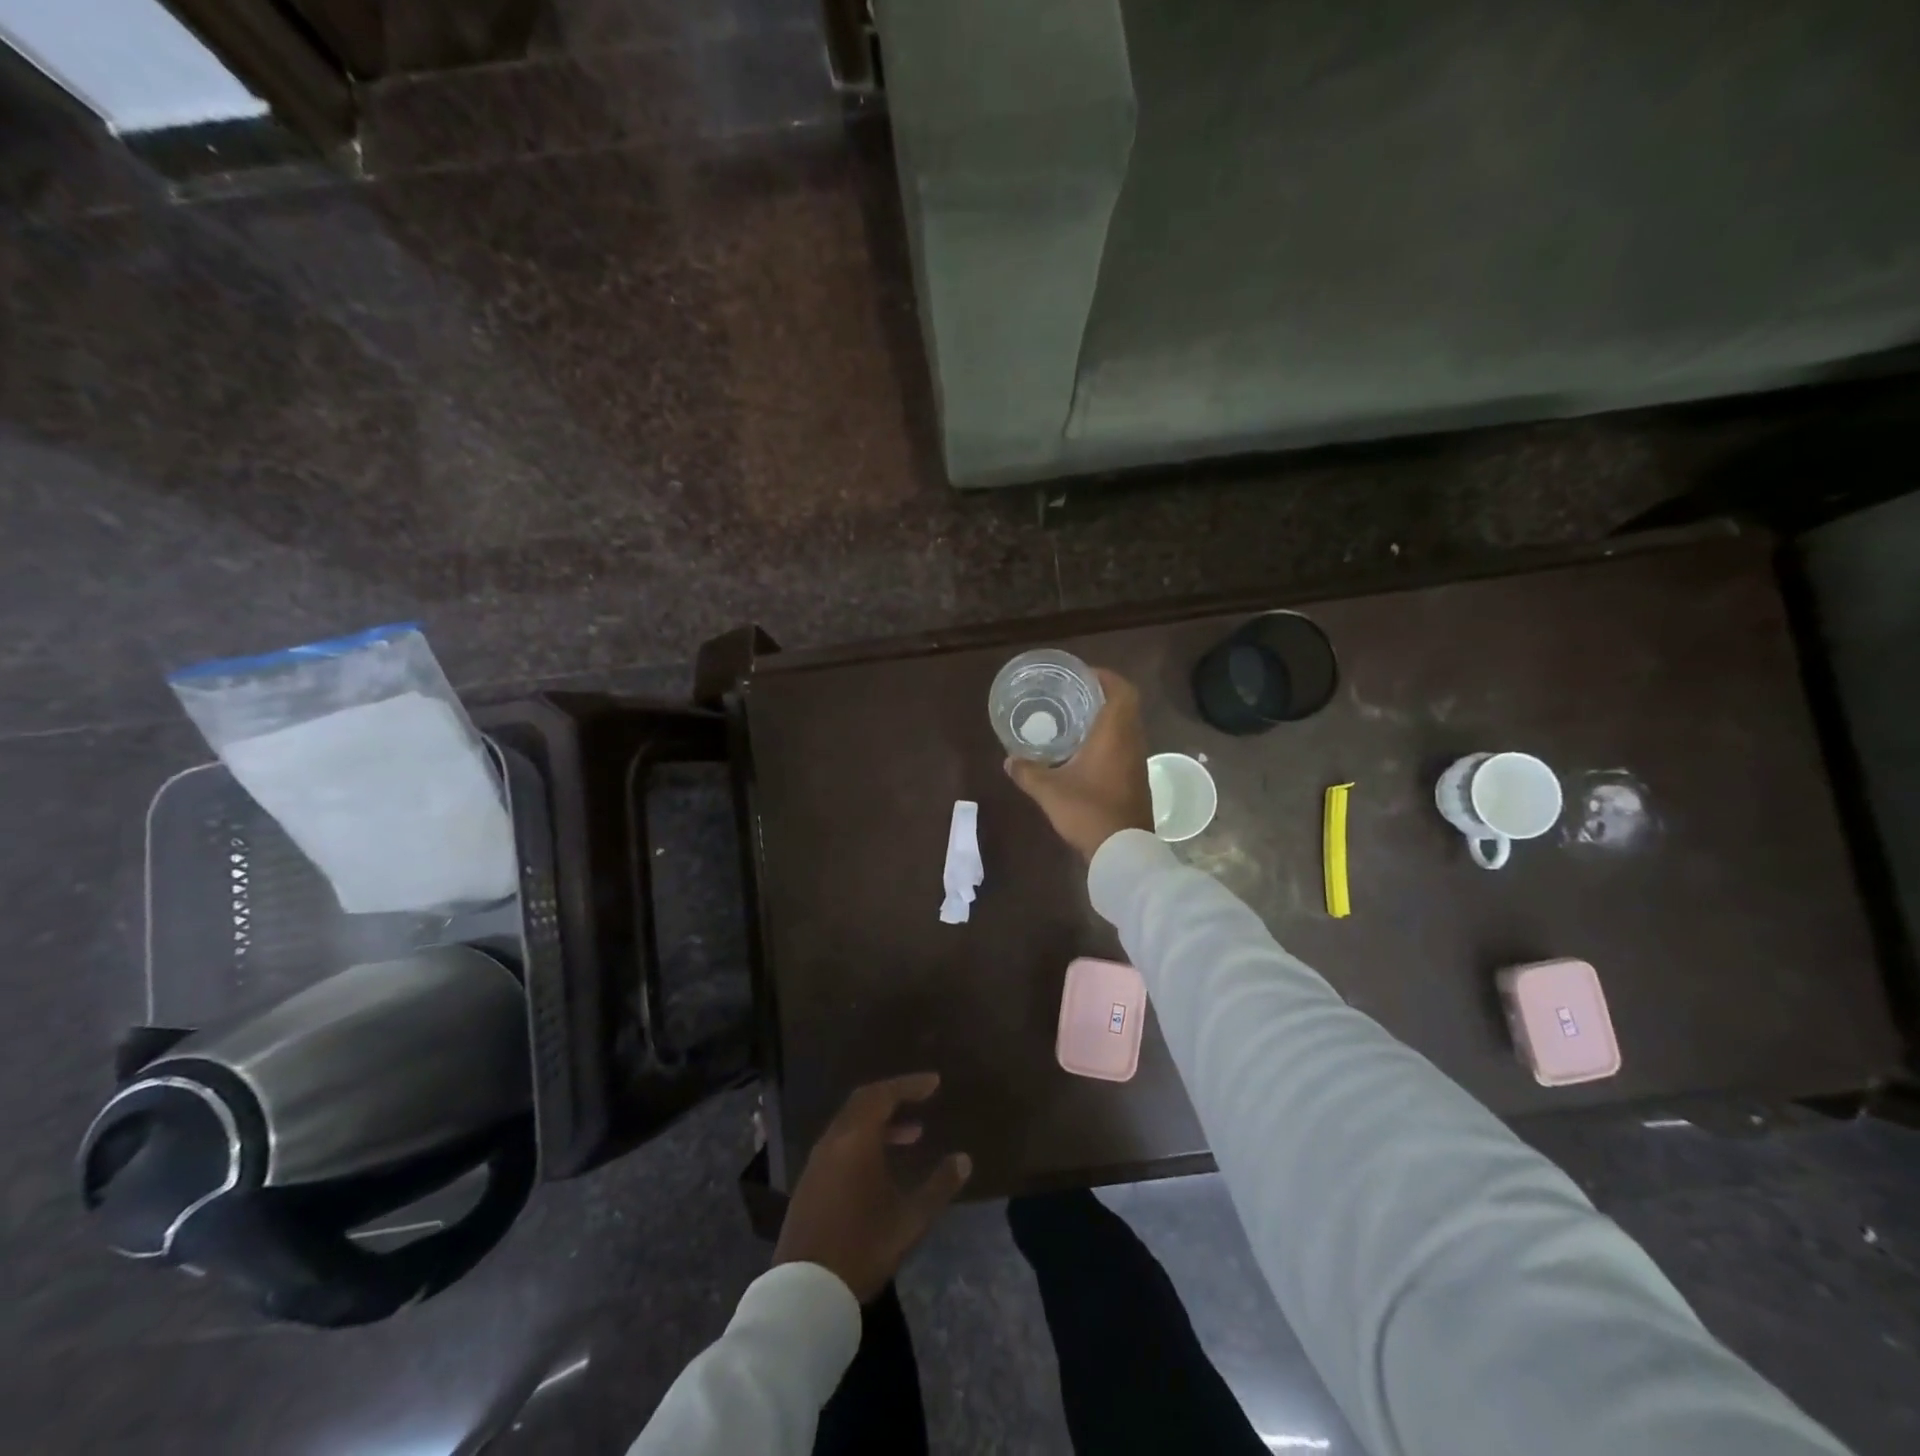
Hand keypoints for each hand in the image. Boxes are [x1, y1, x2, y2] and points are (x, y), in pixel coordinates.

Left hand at [773, 1073, 971, 1302]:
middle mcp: (834, 1140)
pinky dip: (864, 1139)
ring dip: (881, 1121)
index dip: (910, 1085)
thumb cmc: (863, 1248)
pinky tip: (882, 1164)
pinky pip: (840, 1142)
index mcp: (856, 1140)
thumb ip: (939, 1186)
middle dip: (894, 1097)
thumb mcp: (910, 1220)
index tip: (934, 1083)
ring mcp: (817, 1161)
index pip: (884, 1094)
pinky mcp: (810, 1182)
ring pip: (851, 1123)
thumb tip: (963, 1159)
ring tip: (913, 1135)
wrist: (806, 1292)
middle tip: (922, 1100)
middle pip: (864, 1102)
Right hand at [1005, 668, 1153, 860]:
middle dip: (1102, 696)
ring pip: (1127, 728)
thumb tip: (1009, 760)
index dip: (1106, 677)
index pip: (1122, 691)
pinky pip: (1126, 747)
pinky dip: (1110, 740)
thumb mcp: (1050, 791)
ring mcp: (1138, 762)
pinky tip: (1086, 752)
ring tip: (1076, 720)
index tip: (1084, 675)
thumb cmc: (1089, 811)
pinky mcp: (1137, 780)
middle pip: (1126, 706)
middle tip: (1074, 695)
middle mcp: (1132, 742)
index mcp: (1115, 734)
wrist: (1124, 851)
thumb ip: (1028, 772)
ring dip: (1107, 719)